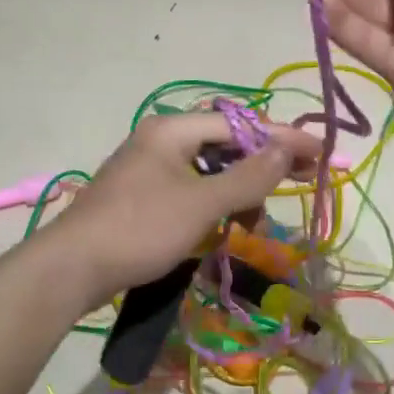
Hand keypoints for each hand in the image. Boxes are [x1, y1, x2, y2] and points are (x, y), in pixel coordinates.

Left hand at [51, 113, 320, 303]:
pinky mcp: (141, 197)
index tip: (321, 152)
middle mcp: (159, 141)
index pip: (240, 125)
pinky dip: (213, 204)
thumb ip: (248, 176)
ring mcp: (147, 169)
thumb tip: (286, 148)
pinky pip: (190, 190)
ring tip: (255, 218)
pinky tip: (226, 224)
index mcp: (172, 130)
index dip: (283, 138)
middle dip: (263, 164)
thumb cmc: (141, 229)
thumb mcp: (202, 203)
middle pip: (224, 144)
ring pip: (208, 170)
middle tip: (304, 178)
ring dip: (238, 190)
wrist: (72, 268)